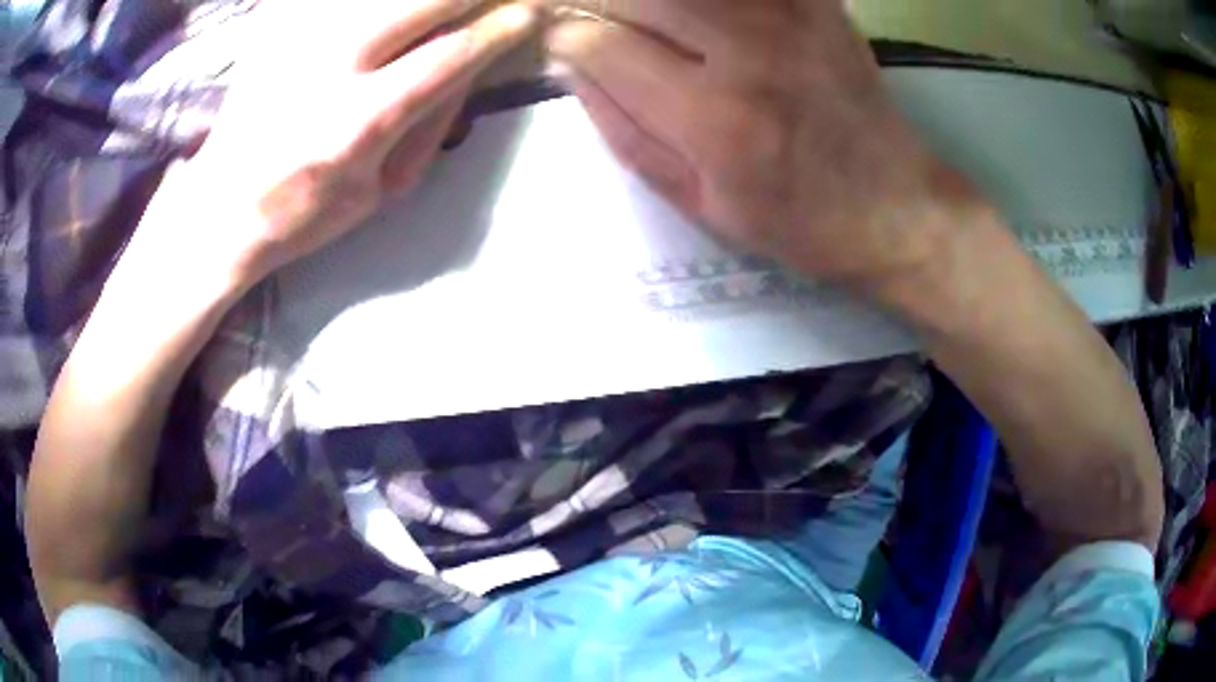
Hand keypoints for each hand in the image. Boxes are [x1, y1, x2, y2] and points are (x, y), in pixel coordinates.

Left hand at [135, 0, 537, 287]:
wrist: (219, 209)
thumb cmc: (302, 213)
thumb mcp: (376, 192)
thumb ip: (421, 127)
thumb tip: (462, 71)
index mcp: (360, 122)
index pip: (451, 55)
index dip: (499, 29)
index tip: (524, 16)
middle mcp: (329, 67)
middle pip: (423, 2)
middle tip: (484, 2)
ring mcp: (297, 41)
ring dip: (418, 2)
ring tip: (430, 13)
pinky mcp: (274, 30)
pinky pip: (330, 0)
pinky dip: (359, 7)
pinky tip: (372, 19)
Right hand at [547, 0, 973, 286]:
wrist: (895, 208)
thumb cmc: (796, 220)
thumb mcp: (698, 203)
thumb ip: (624, 132)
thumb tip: (570, 68)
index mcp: (712, 118)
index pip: (603, 45)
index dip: (570, 39)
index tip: (568, 46)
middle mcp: (748, 52)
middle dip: (598, 3)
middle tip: (601, 24)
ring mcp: (790, 18)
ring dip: (650, 0)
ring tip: (650, 25)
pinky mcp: (818, 4)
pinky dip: (708, 1)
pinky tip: (703, 20)